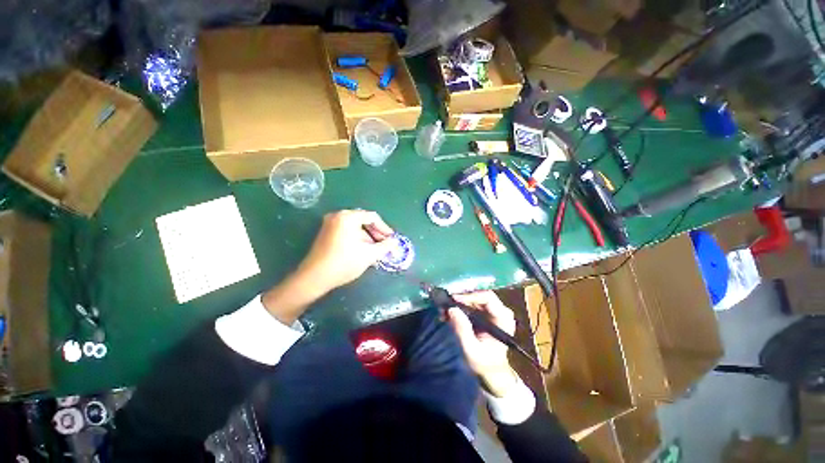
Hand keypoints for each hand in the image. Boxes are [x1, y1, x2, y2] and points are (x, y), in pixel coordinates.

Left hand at [263, 210, 394, 323]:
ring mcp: (330, 224)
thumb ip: (385, 246)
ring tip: (377, 251)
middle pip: (363, 221)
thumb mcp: (369, 254)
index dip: (385, 228)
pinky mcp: (326, 233)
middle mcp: (338, 216)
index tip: (392, 239)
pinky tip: (364, 251)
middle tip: (386, 245)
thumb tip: (395, 242)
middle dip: (377, 234)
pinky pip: (347, 232)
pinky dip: (358, 239)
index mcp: (348, 217)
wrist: (315, 278)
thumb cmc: (344, 263)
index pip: (372, 217)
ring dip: (368, 238)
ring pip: (356, 228)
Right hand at [448, 291, 520, 397]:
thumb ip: (462, 330)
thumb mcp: (471, 349)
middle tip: (444, 303)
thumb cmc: (484, 363)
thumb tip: (451, 309)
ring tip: (443, 309)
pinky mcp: (484, 311)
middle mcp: (500, 310)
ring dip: (457, 301)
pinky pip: (469, 302)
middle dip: (460, 298)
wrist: (490, 370)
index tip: (453, 299)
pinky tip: (447, 313)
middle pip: (478, 294)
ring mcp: (492, 310)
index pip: (488, 298)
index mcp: (503, 319)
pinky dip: (458, 306)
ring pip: (472, 297)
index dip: (470, 295)